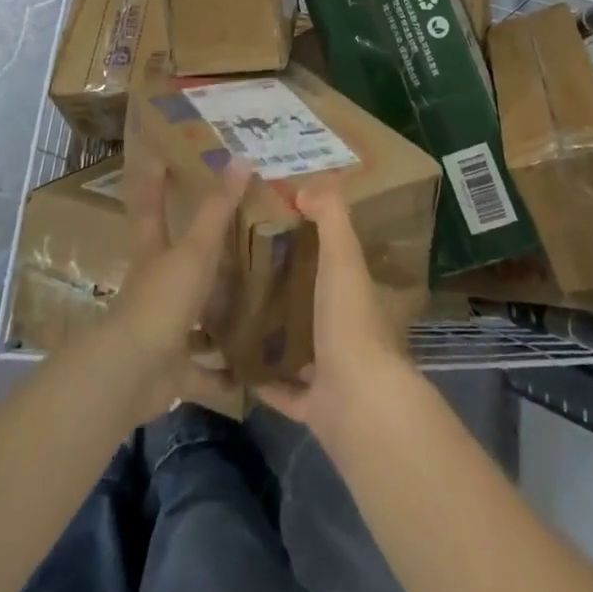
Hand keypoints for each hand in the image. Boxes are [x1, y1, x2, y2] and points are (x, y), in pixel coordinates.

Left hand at [110, 155, 251, 423]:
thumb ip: (217, 209)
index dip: (155, 182)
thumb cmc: (162, 300)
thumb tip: (242, 158)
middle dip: (202, 253)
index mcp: (155, 253)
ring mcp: (164, 330)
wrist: (132, 375)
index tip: (159, 156)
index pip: (152, 207)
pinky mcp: (173, 370)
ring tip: (257, 305)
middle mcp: (157, 287)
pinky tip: (252, 375)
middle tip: (240, 237)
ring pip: (195, 318)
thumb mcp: (195, 250)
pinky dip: (224, 376)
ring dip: (218, 317)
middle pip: (178, 262)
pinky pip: (204, 372)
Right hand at [256, 179, 418, 445]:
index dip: (309, 237)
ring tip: (234, 309)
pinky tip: (234, 364)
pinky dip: (264, 379)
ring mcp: (330, 370)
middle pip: (314, 299)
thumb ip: (330, 217)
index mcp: (352, 291)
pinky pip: (283, 389)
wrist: (358, 405)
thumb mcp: (343, 257)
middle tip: (241, 265)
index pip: (333, 257)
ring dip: (275, 331)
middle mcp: (344, 327)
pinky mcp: (313, 404)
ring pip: (300, 345)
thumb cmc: (349, 322)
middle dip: (286, 285)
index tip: (271, 222)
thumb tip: (306, 187)